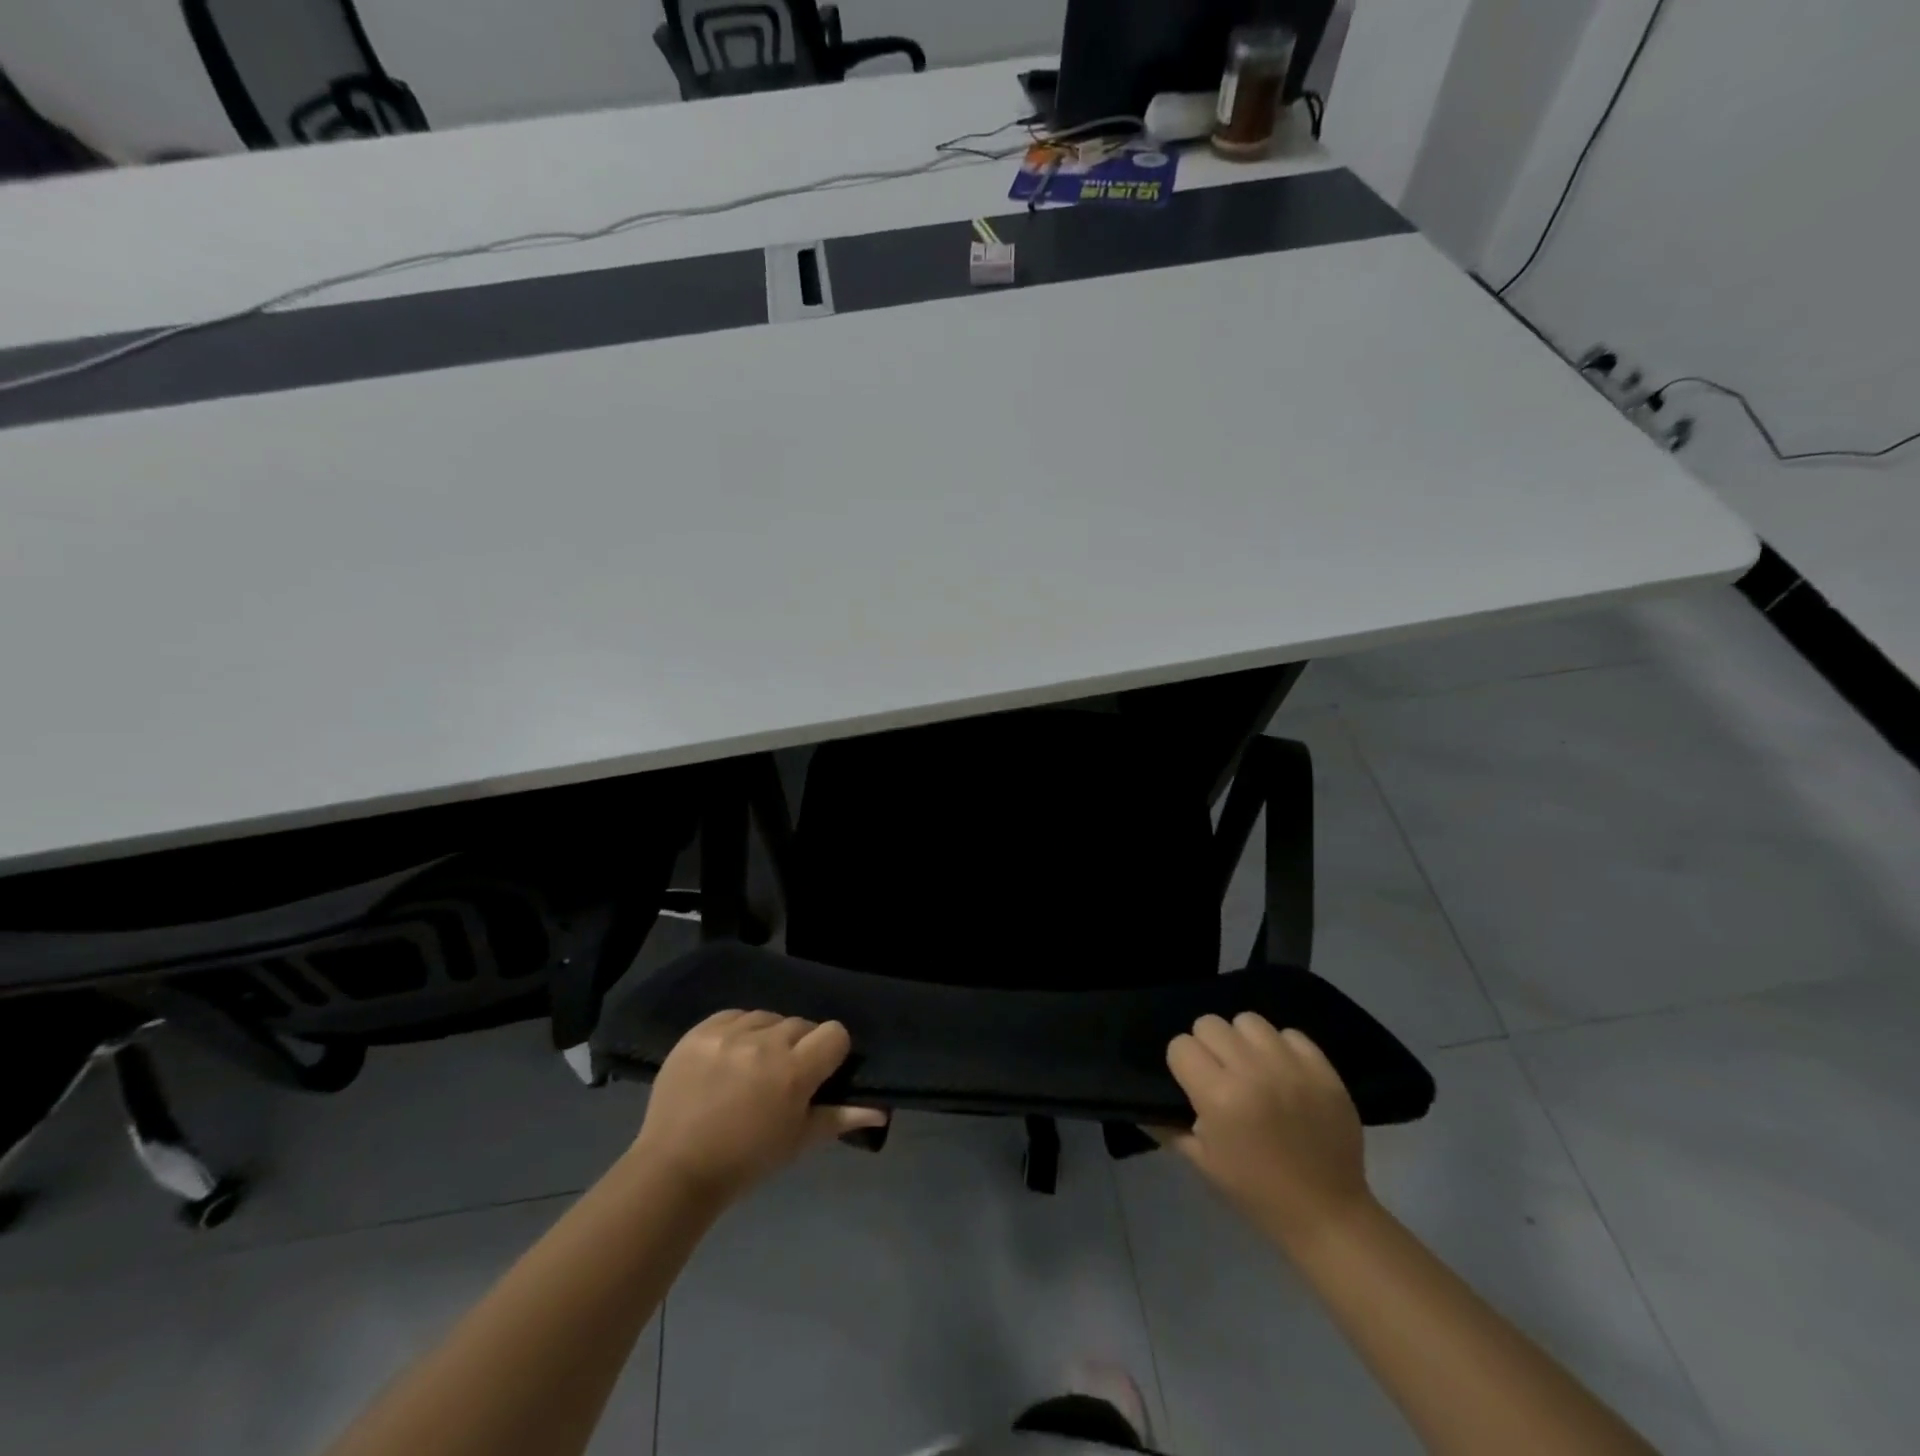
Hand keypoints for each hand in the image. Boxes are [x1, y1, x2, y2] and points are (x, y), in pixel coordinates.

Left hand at [630, 1010, 886, 1204]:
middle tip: (782, 1077)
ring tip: (752, 1067)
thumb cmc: (746, 1162)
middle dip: (798, 1047)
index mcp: (793, 1073)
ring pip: (768, 1018)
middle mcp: (764, 1045)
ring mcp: (729, 1035)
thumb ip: (840, 1117)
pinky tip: (729, 1056)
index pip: (834, 1033)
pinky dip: (738, 1031)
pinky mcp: (700, 1031)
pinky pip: (734, 1015)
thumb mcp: (798, 1142)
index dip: (831, 1052)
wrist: (674, 1170)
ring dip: (767, 1037)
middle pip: (801, 1024)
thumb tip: (880, 1110)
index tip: (818, 1073)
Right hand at [1160, 1013, 1374, 1250]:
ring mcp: (1291, 1067)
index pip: (1181, 1045)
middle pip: (1210, 1023)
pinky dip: (1282, 1048)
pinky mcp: (1323, 1070)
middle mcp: (1252, 1072)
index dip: (1182, 1063)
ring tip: (1252, 1068)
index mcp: (1218, 1097)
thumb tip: (1147, 1103)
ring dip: (1243, 1041)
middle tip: (1220, 1074)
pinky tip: (1283, 1074)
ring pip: (1248, 1021)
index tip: (1192, 1084)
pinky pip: (1290, 1033)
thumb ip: (1169, 1126)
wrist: (1328, 1215)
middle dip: (1208, 1047)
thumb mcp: (1202, 1163)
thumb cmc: (1257, 1192)